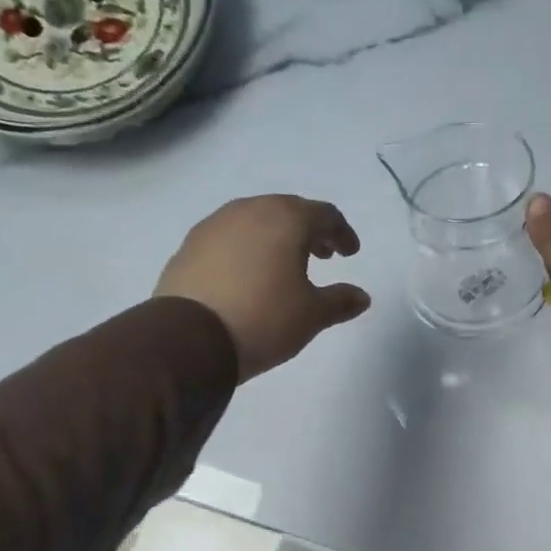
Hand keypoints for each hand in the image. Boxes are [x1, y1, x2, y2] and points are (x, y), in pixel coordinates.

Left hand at [156, 195, 371, 380]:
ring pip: (255, 220)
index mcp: (286, 219)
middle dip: (309, 230)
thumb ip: (340, 301)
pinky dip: (246, 248)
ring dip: (275, 236)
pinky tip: (247, 274)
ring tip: (284, 264)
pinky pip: (228, 238)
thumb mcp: (312, 315)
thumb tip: (362, 297)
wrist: (189, 339)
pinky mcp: (189, 246)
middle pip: (288, 210)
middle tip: (322, 254)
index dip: (342, 233)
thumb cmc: (263, 319)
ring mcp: (214, 225)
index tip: (350, 253)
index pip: (324, 214)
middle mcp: (249, 211)